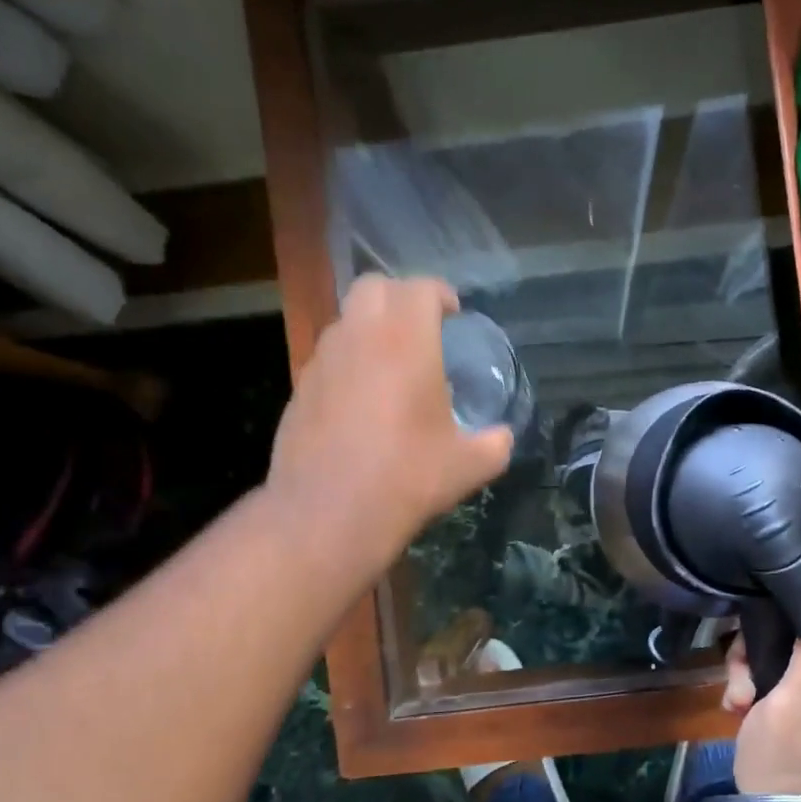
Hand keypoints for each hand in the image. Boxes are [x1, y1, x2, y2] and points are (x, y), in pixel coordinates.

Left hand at [268, 274, 513, 571]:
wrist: (329, 514)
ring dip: (370, 329)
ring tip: (391, 367)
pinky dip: (348, 364)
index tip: (453, 313)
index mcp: (406, 341)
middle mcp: (359, 336)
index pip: (420, 288)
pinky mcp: (299, 389)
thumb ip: (494, 443)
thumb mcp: (469, 466)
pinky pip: (329, 359)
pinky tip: (362, 403)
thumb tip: (501, 437)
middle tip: (421, 329)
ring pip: (346, 322)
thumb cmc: (407, 479)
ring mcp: (322, 361)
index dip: (440, 294)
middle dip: (400, 298)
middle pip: (374, 287)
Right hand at [724, 606, 800, 795]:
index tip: (753, 655)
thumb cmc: (789, 762)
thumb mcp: (797, 706)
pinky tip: (741, 710)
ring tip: (739, 702)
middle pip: (789, 630)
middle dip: (756, 652)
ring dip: (748, 672)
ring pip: (776, 651)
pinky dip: (753, 688)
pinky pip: (774, 673)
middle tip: (742, 686)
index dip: (774, 626)